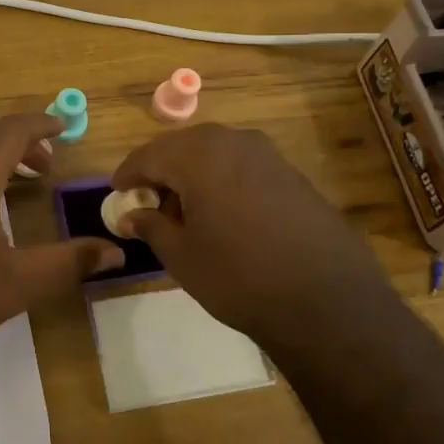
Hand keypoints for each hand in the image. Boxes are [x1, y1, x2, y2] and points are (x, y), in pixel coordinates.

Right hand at [112, 124, 388, 342]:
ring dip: (193, 175)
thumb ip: (151, 227)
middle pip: (183, 148)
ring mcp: (269, 156)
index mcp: (199, 155)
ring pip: (215, 155)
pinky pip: (243, 167)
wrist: (326, 301)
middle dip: (161, 171)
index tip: (117, 192)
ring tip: (184, 211)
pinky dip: (223, 182)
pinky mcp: (293, 175)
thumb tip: (132, 216)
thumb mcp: (181, 256)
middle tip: (148, 202)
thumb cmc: (238, 276)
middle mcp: (234, 142)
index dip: (128, 174)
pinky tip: (223, 215)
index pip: (149, 155)